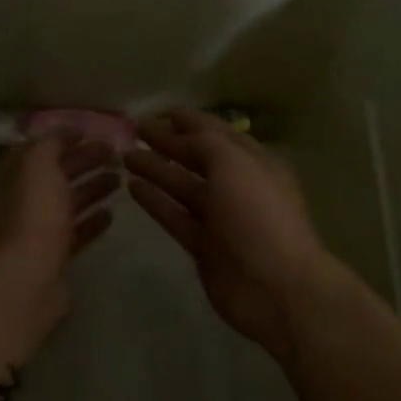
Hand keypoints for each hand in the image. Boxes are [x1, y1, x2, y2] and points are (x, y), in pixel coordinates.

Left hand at [0, 137, 116, 361]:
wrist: (26, 283)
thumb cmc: (31, 218)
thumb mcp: (39, 167)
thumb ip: (52, 143)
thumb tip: (66, 130)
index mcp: (8, 179)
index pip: (37, 151)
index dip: (64, 139)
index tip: (95, 132)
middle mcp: (17, 204)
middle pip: (54, 175)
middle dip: (83, 161)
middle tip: (115, 153)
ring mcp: (34, 233)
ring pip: (66, 203)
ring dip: (91, 188)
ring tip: (120, 178)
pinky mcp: (52, 259)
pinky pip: (74, 233)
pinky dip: (91, 221)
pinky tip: (112, 214)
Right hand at [127, 110, 341, 360]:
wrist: (276, 288)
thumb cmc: (258, 215)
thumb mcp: (234, 164)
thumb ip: (205, 143)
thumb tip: (180, 134)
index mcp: (254, 163)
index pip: (217, 133)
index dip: (189, 121)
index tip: (159, 112)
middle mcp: (238, 186)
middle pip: (197, 159)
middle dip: (167, 143)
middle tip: (133, 132)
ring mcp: (220, 218)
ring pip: (183, 187)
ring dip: (156, 170)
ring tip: (124, 156)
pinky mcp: (204, 247)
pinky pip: (175, 217)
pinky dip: (155, 201)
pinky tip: (132, 187)